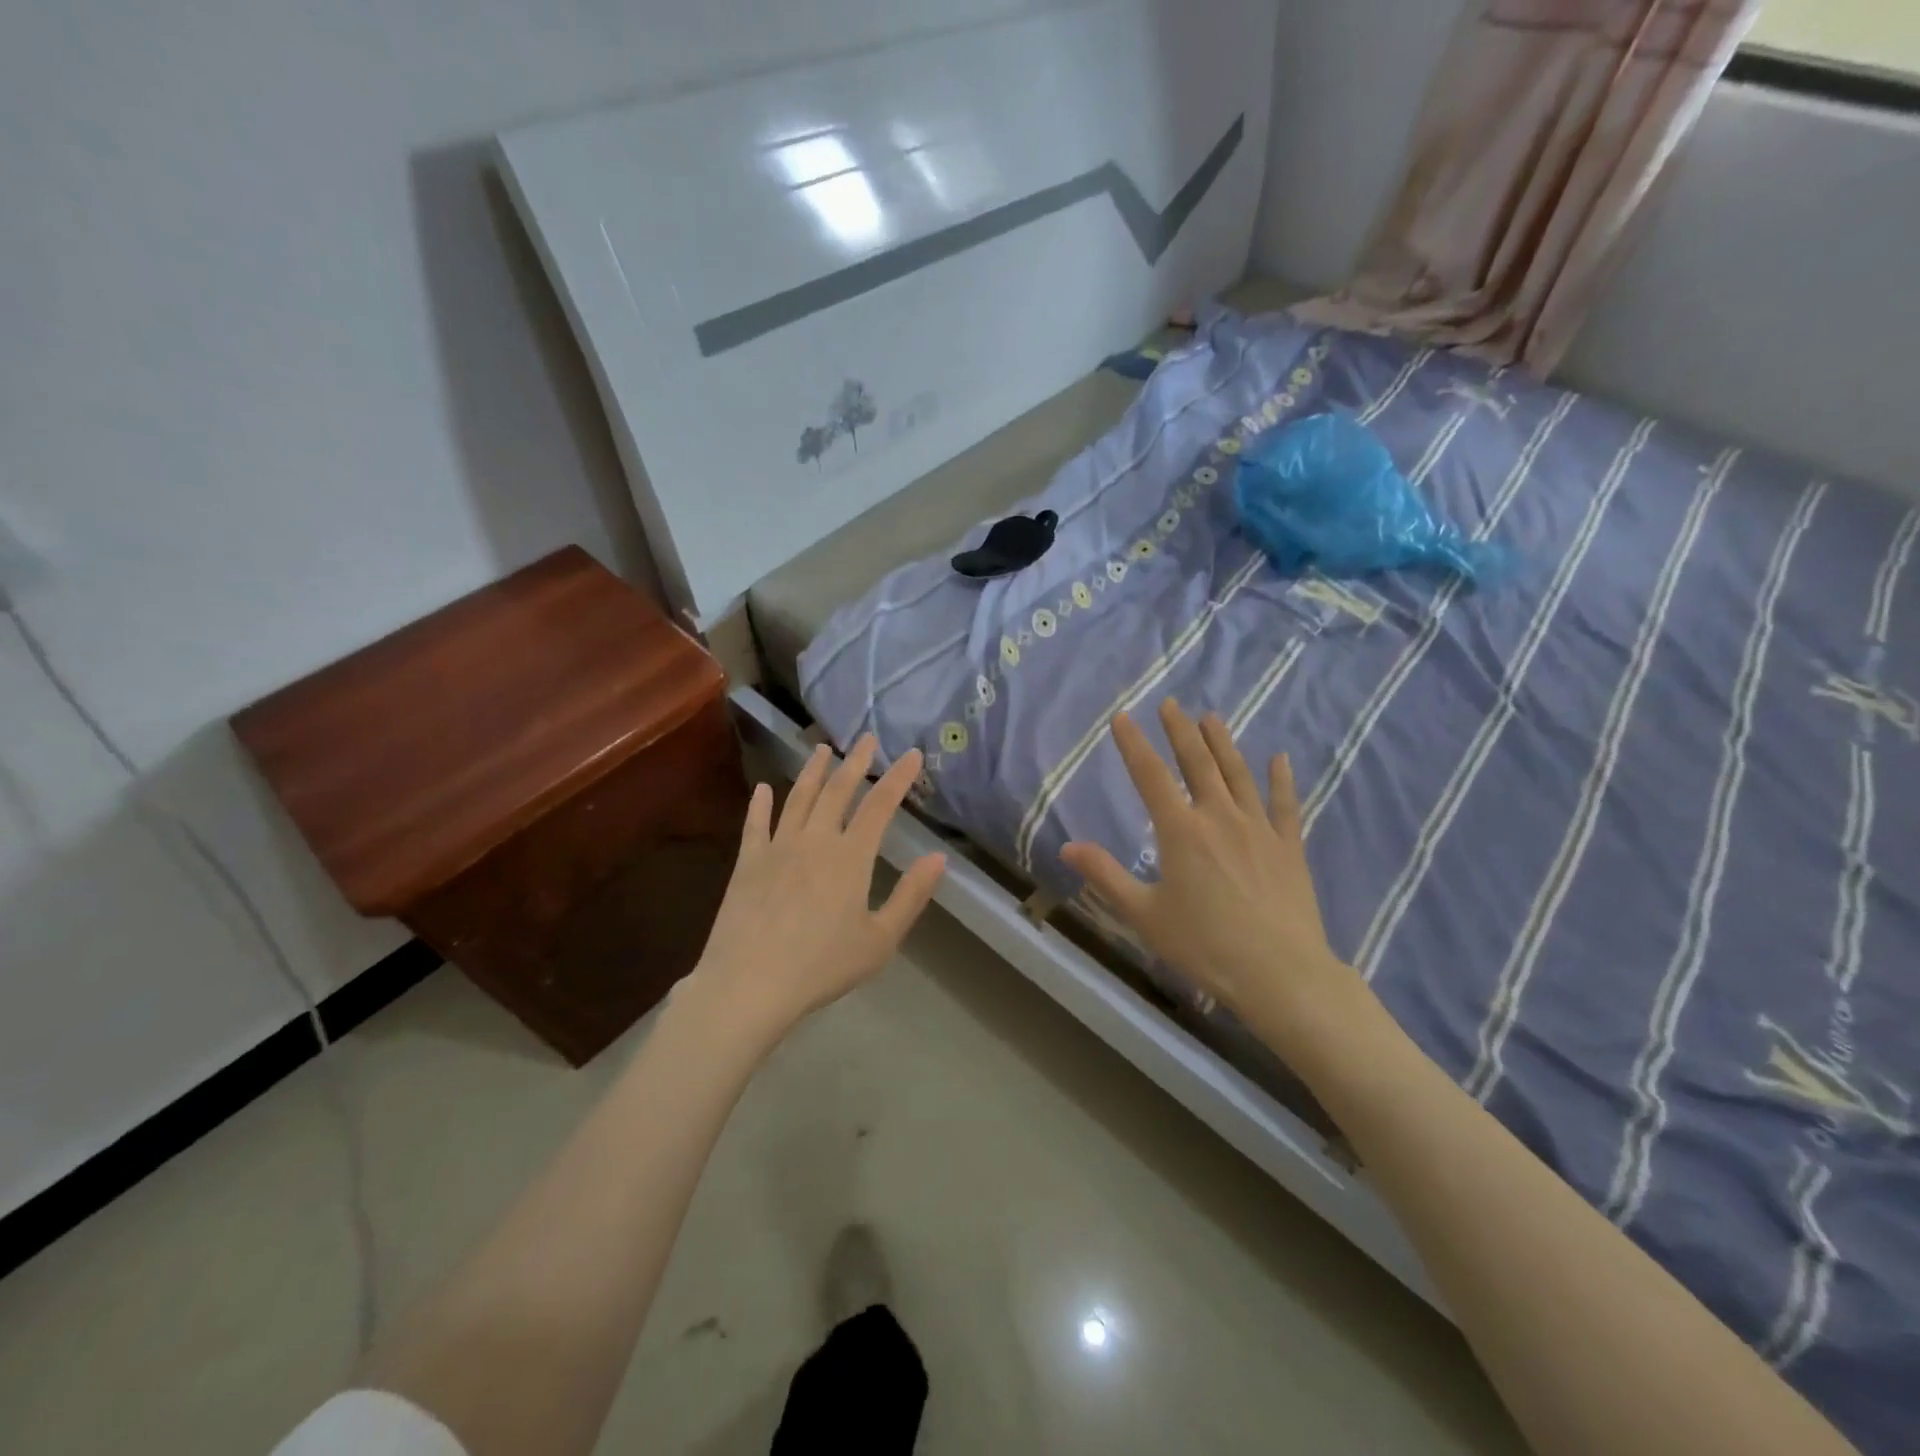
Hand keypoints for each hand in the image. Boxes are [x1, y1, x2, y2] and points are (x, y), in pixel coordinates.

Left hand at [681, 736, 945, 1048]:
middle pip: (837, 791)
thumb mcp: (879, 939)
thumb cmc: (822, 965)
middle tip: (866, 738)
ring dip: (812, 771)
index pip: (880, 806)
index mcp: (850, 857)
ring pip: (798, 798)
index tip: (912, 754)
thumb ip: (910, 896)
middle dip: (855, 763)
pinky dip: (760, 804)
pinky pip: (755, 825)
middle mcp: (815, 841)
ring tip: (821, 748)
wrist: (750, 983)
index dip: (898, 778)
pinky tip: (762, 789)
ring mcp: (777, 848)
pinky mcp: (747, 863)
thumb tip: (938, 859)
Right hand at [1060, 700, 1369, 1052]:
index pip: (1150, 776)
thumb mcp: (1144, 915)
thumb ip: (1106, 876)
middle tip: (1171, 704)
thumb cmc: (1204, 946)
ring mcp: (1258, 828)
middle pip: (1197, 762)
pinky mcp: (1289, 846)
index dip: (1134, 744)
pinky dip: (1281, 779)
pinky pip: (1285, 803)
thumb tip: (1067, 847)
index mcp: (1180, 831)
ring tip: (1211, 717)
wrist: (1280, 973)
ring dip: (1223, 743)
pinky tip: (1280, 759)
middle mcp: (1219, 817)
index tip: (1122, 717)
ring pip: (1238, 774)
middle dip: (1180, 731)